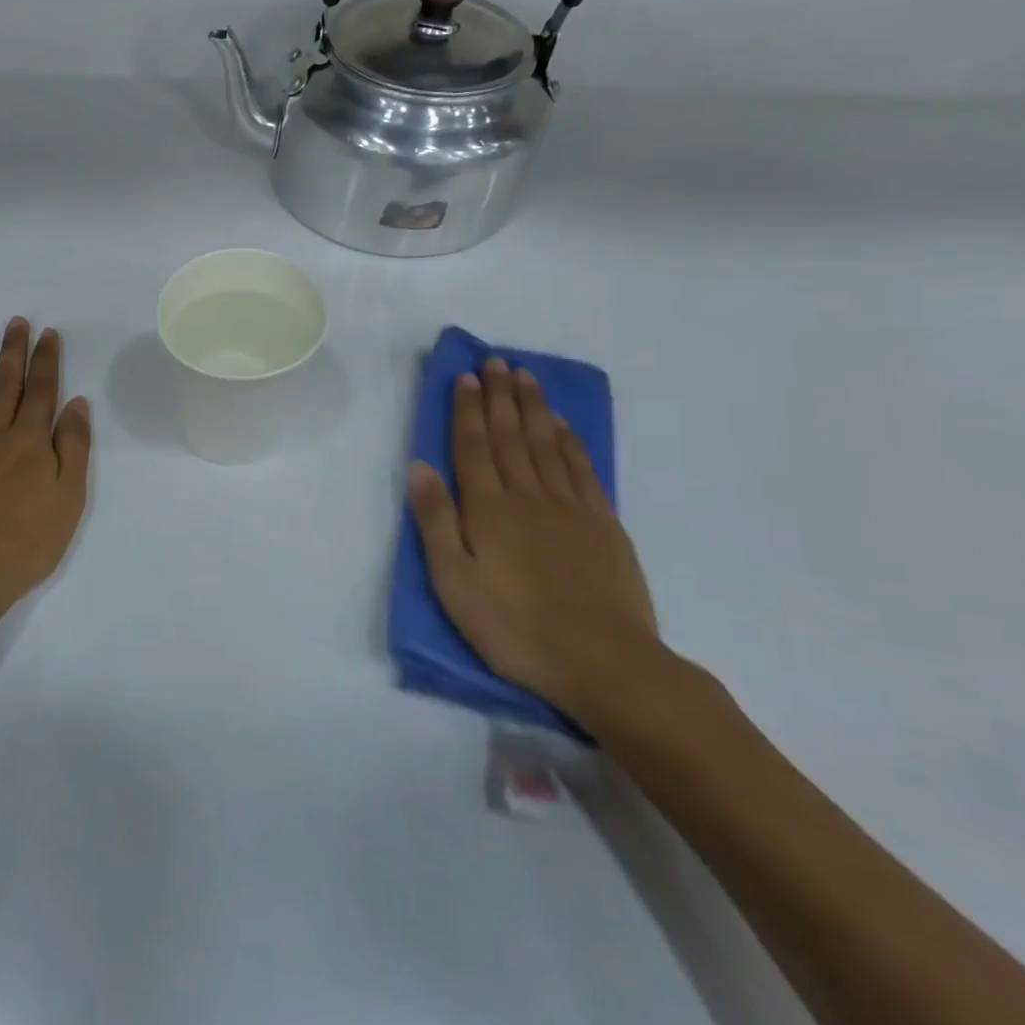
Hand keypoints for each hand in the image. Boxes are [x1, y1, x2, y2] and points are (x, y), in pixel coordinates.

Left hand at [0, 319, 91, 643]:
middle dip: (12, 351)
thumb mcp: (69, 501)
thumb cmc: (24, 545)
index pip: (42, 391)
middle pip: (5, 384)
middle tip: (15, 322)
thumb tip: (76, 403)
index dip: (46, 360)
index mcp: (30, 442)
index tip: (47, 334)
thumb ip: (73, 448)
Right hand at [407, 357, 664, 724]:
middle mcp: (528, 496)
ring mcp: (570, 508)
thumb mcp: (454, 582)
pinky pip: (582, 469)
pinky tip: (562, 426)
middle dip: (501, 396)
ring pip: (547, 444)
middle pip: (510, 435)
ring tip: (526, 377)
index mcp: (488, 509)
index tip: (466, 376)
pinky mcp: (603, 525)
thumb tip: (419, 467)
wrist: (605, 663)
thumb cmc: (515, 627)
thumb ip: (436, 522)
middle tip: (497, 361)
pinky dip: (570, 441)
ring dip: (533, 408)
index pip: (473, 446)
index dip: (468, 409)